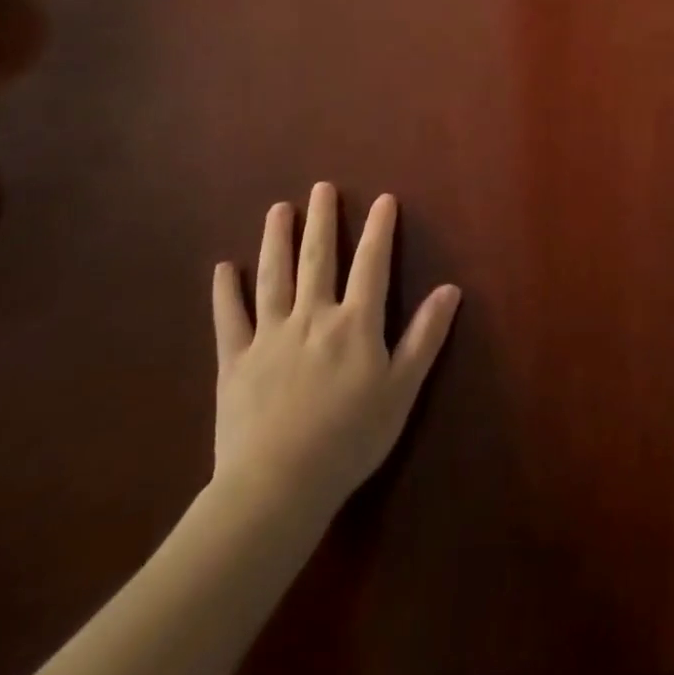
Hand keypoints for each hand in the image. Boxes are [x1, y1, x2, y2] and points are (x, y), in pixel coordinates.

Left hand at [210, 184, 460, 524]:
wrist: (278, 486)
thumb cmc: (350, 439)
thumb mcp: (401, 390)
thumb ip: (425, 337)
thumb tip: (450, 289)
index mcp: (355, 323)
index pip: (372, 264)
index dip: (380, 229)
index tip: (383, 199)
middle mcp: (312, 316)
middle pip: (318, 258)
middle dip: (322, 220)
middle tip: (320, 187)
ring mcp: (270, 336)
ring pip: (273, 277)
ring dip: (277, 239)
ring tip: (278, 209)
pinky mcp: (235, 361)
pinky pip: (229, 319)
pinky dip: (226, 292)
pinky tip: (223, 268)